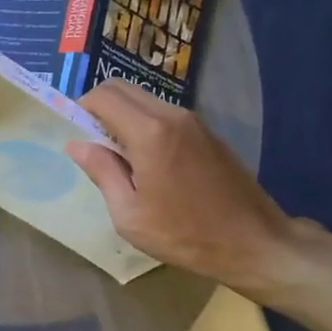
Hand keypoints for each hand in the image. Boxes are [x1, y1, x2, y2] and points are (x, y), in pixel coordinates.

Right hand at [67, 80, 296, 290]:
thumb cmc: (185, 234)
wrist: (253, 241)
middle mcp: (171, 115)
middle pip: (123, 89)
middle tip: (95, 145)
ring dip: (124, 117)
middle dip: (100, 108)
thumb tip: (77, 145)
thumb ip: (102, 172)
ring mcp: (193, 121)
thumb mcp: (130, 214)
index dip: (81, 109)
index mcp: (149, 133)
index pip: (103, 96)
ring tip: (122, 158)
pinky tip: (150, 162)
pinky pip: (165, 114)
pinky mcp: (207, 132)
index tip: (77, 136)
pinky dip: (146, 124)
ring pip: (145, 99)